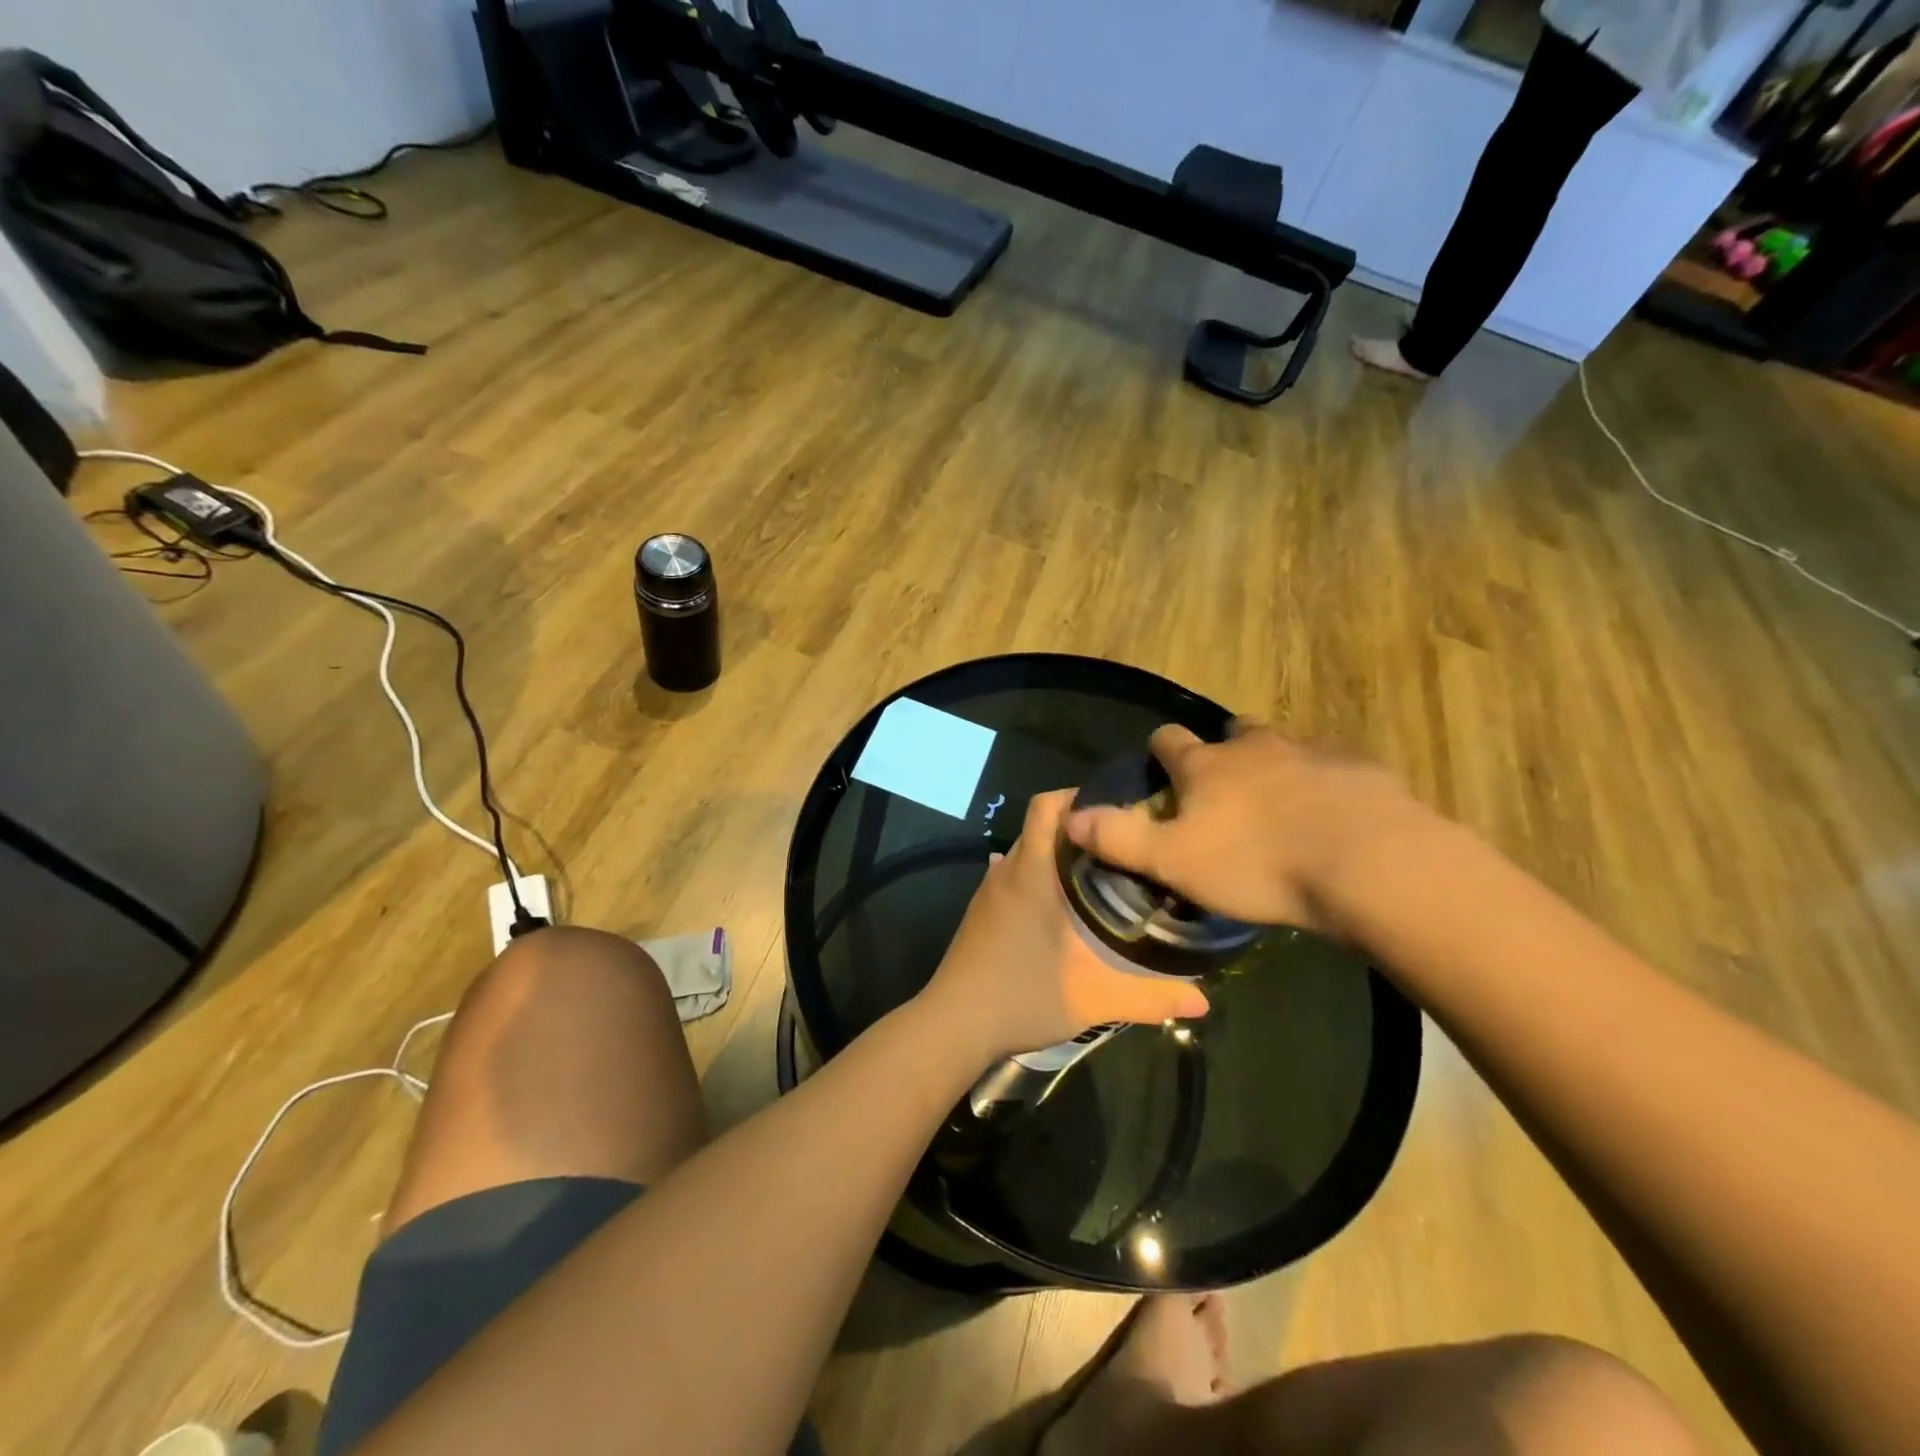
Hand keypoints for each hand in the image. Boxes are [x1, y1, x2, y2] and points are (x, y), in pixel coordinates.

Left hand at [923, 790, 1209, 1063]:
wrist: (954, 1024)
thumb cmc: (1022, 996)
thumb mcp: (1093, 998)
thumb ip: (1150, 996)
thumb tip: (1204, 999)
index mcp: (1032, 871)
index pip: (1048, 806)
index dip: (1080, 797)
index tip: (1120, 810)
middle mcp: (1007, 869)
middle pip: (1042, 825)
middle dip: (1081, 828)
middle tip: (1124, 847)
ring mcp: (990, 890)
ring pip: (1027, 851)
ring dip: (1058, 854)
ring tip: (1101, 874)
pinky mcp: (981, 911)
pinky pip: (1015, 876)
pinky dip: (1040, 877)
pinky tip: (1064, 907)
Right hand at [1063, 722, 1424, 936]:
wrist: (1369, 864)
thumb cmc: (1258, 864)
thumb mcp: (1174, 861)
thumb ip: (1119, 838)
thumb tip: (1069, 817)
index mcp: (1206, 765)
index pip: (1167, 740)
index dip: (1159, 751)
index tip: (1159, 768)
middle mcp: (1255, 746)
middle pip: (1230, 734)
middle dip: (1223, 753)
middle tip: (1225, 792)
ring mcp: (1311, 750)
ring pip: (1283, 747)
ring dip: (1275, 767)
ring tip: (1280, 806)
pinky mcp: (1359, 768)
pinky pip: (1332, 767)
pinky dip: (1323, 783)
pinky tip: (1331, 816)